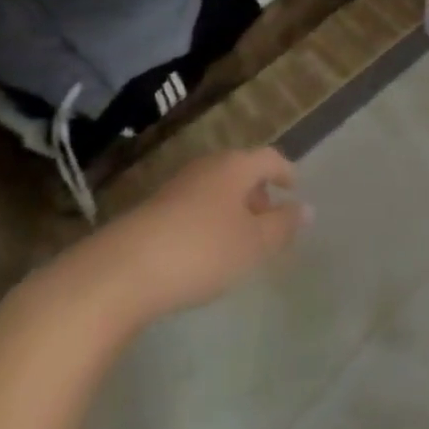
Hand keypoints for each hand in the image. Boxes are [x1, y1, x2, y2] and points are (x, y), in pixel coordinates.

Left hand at [61, 148, 311, 326]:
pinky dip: (208, 218)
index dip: (285, 172)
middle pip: (241, 170)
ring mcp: (177, 185)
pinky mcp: (153, 209)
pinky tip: (204, 249)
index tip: (294, 189)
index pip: (269, 158)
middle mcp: (208, 165)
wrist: (121, 270)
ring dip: (232, 207)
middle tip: (269, 218)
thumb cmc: (200, 251)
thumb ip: (282, 226)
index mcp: (235, 165)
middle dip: (257, 191)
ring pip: (216, 187)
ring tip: (238, 238)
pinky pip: (194, 204)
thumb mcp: (252, 245)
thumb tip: (307, 208)